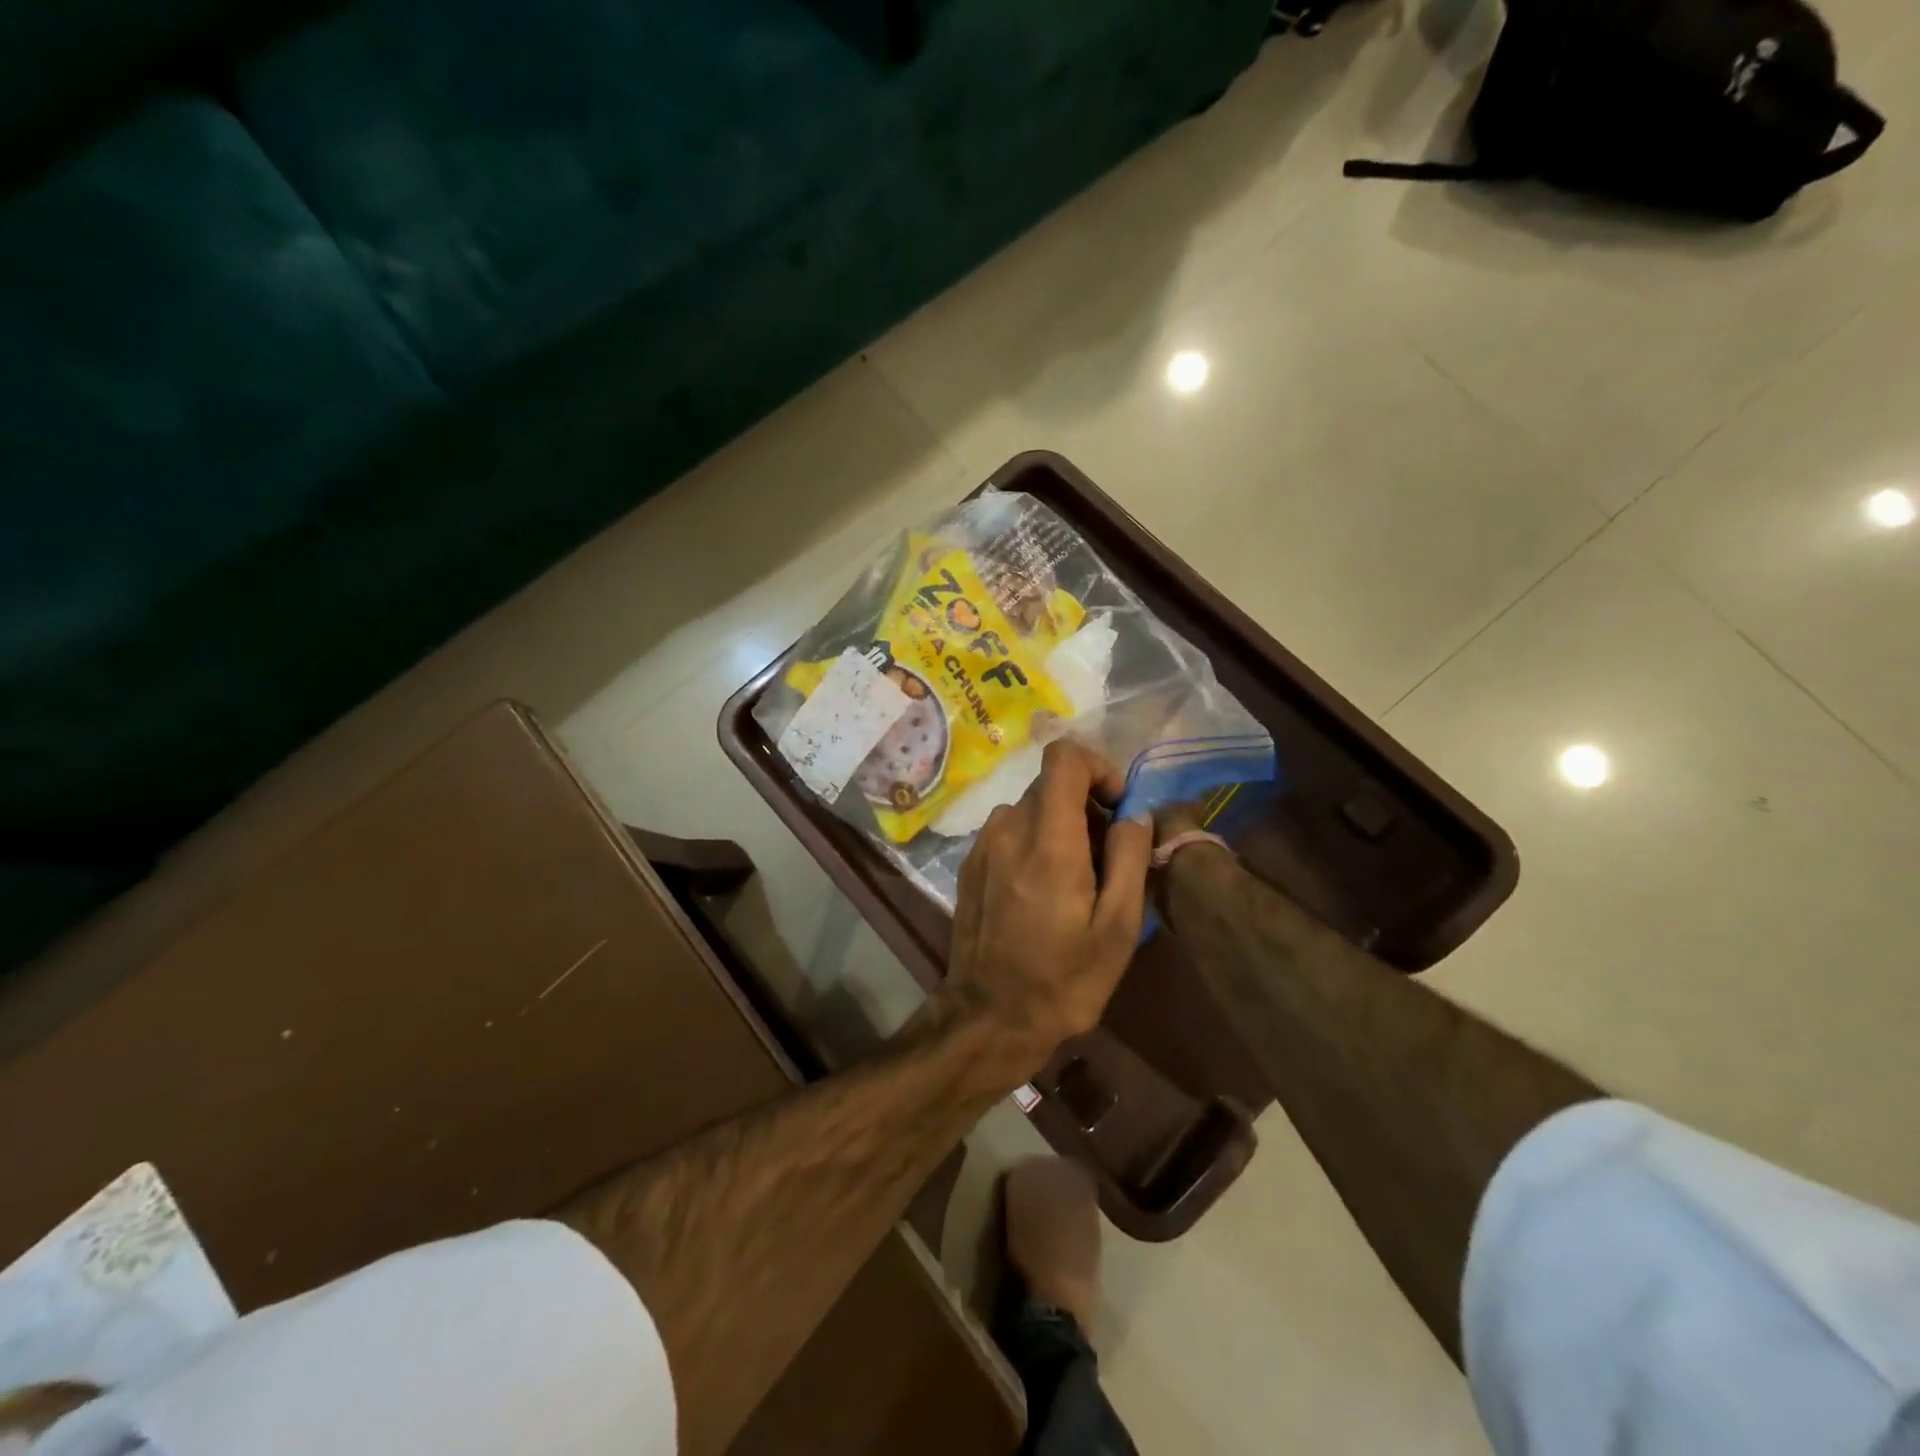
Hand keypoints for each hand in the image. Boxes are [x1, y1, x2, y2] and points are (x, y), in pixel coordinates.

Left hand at [944, 741, 1153, 1070]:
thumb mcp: (1117, 928)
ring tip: (1076, 880)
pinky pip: (1010, 830)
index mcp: (1048, 840)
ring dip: (1060, 826)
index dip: (1098, 768)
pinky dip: (1033, 841)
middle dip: (1086, 806)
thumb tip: (1135, 814)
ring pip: (1030, 807)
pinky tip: (1041, 892)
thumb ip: (1130, 859)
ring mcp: (983, 845)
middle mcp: (1008, 829)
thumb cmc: (1063, 979)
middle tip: (1105, 858)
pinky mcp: (970, 863)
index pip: (1064, 758)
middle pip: (1051, 784)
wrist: (989, 1017)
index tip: (1117, 808)